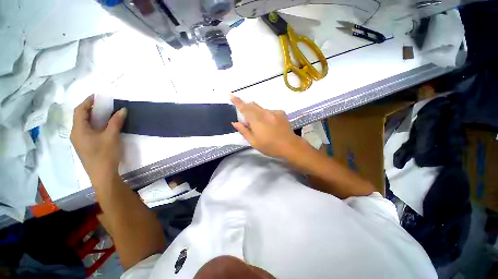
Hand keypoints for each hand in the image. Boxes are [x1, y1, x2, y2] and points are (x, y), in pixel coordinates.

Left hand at [70, 95, 126, 187]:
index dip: (87, 101)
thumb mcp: (112, 136)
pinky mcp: (85, 146)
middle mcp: (76, 134)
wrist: (102, 175)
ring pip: (84, 124)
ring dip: (93, 117)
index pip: (79, 110)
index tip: (97, 96)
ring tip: (104, 113)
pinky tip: (103, 127)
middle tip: (102, 104)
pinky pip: (87, 131)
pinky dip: (94, 125)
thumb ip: (116, 122)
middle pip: (80, 117)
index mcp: (79, 130)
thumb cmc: (105, 154)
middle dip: (90, 108)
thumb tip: (123, 110)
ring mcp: (79, 141)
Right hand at [231, 96, 303, 158]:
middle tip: (247, 121)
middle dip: (246, 108)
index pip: (245, 108)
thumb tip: (235, 122)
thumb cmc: (270, 146)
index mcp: (257, 120)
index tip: (231, 95)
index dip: (237, 102)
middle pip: (252, 105)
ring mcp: (274, 112)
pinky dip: (265, 115)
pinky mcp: (280, 112)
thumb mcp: (254, 142)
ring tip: (260, 125)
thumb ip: (244, 131)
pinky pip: (268, 110)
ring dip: (256, 113)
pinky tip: (270, 124)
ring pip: (260, 108)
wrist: (290, 145)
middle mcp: (265, 113)